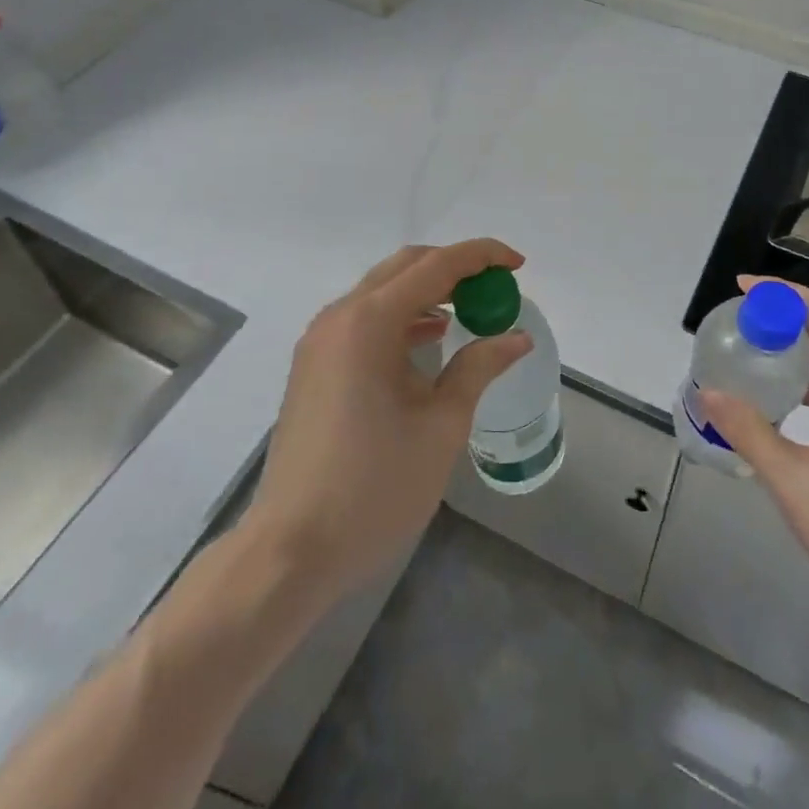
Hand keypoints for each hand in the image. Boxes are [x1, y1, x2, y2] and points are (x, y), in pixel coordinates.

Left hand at [241, 239, 531, 602]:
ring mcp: (320, 341)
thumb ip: (478, 368)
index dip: (481, 256)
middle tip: (496, 288)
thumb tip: (516, 338)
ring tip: (470, 313)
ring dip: (428, 291)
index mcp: (370, 322)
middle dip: (455, 268)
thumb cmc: (375, 486)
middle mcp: (339, 317)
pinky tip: (429, 341)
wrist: (291, 551)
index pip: (436, 266)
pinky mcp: (313, 366)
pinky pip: (364, 320)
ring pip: (382, 291)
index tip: (518, 265)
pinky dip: (402, 317)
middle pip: (405, 267)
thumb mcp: (442, 425)